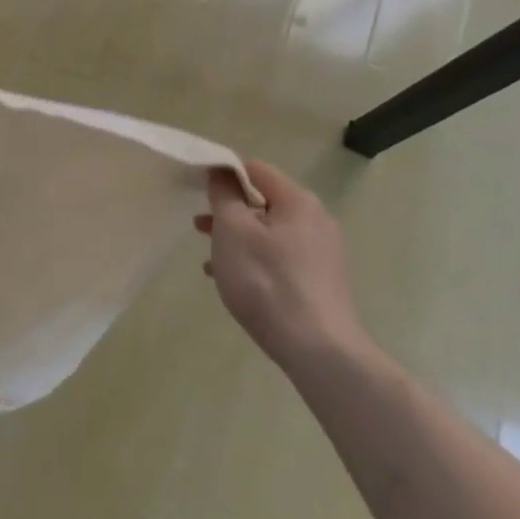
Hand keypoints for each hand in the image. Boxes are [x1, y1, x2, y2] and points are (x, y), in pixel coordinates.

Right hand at [197, 161, 365, 371]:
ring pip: (269, 231)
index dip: (223, 174)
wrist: (317, 349)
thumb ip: (224, 194)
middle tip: (199, 226)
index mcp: (298, 201)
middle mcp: (317, 220)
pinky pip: (280, 256)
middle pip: (263, 201)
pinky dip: (254, 259)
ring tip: (209, 256)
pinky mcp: (321, 279)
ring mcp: (323, 252)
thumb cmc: (266, 281)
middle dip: (228, 210)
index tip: (197, 192)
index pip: (254, 169)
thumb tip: (221, 171)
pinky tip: (233, 279)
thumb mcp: (232, 230)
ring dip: (237, 237)